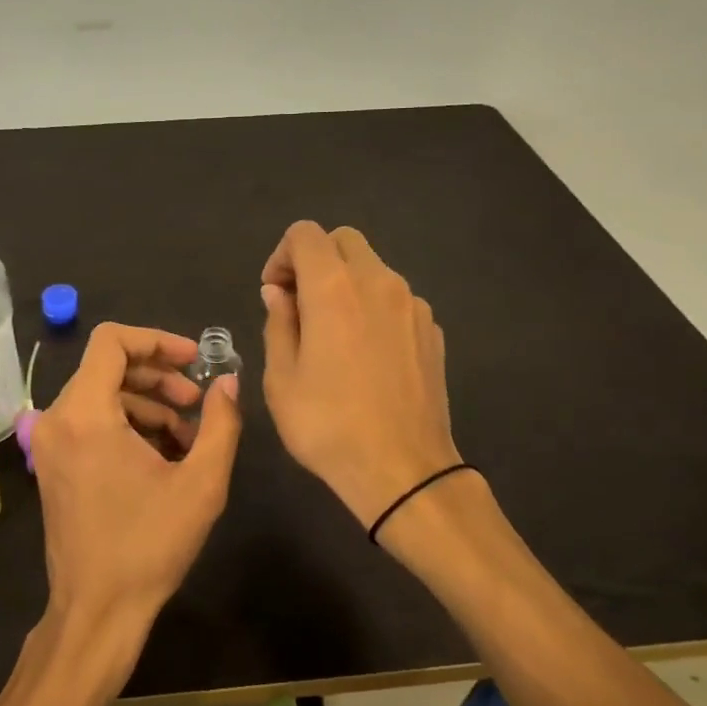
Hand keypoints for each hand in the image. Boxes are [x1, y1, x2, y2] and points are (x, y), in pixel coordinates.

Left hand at [30, 323, 242, 659]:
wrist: (97, 610)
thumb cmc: (149, 545)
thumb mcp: (201, 483)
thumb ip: (221, 422)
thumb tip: (228, 381)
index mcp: (85, 414)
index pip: (111, 341)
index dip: (156, 340)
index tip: (192, 360)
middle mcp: (57, 418)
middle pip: (107, 367)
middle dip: (157, 376)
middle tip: (196, 402)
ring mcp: (49, 443)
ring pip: (100, 394)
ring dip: (146, 403)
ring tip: (186, 436)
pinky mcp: (53, 463)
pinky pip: (90, 421)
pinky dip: (126, 424)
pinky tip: (161, 454)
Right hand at [259, 221, 462, 528]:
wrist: (403, 471)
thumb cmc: (328, 425)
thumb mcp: (281, 377)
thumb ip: (278, 322)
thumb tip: (279, 292)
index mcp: (334, 287)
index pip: (305, 234)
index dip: (282, 255)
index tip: (274, 292)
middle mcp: (378, 281)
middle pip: (343, 241)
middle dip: (315, 260)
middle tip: (298, 303)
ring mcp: (412, 304)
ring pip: (373, 268)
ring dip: (346, 283)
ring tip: (331, 332)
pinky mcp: (432, 329)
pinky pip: (395, 298)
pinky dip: (373, 306)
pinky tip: (364, 353)